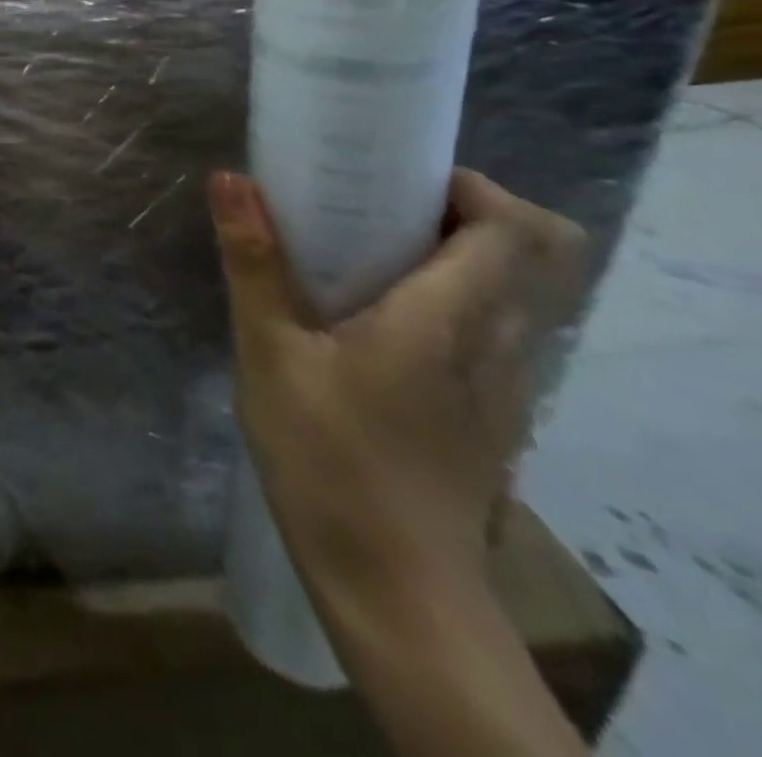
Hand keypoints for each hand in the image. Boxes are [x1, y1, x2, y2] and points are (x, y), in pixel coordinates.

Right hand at [211, 169, 587, 599]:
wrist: (393, 585)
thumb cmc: (327, 455)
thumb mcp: (270, 351)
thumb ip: (254, 261)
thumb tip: (231, 178)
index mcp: (450, 319)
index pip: (517, 228)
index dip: (472, 186)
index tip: (399, 176)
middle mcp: (498, 345)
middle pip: (530, 254)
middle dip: (463, 213)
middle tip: (378, 206)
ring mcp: (504, 386)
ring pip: (512, 294)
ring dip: (455, 257)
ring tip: (365, 255)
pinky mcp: (491, 415)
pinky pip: (491, 332)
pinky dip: (450, 302)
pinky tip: (374, 322)